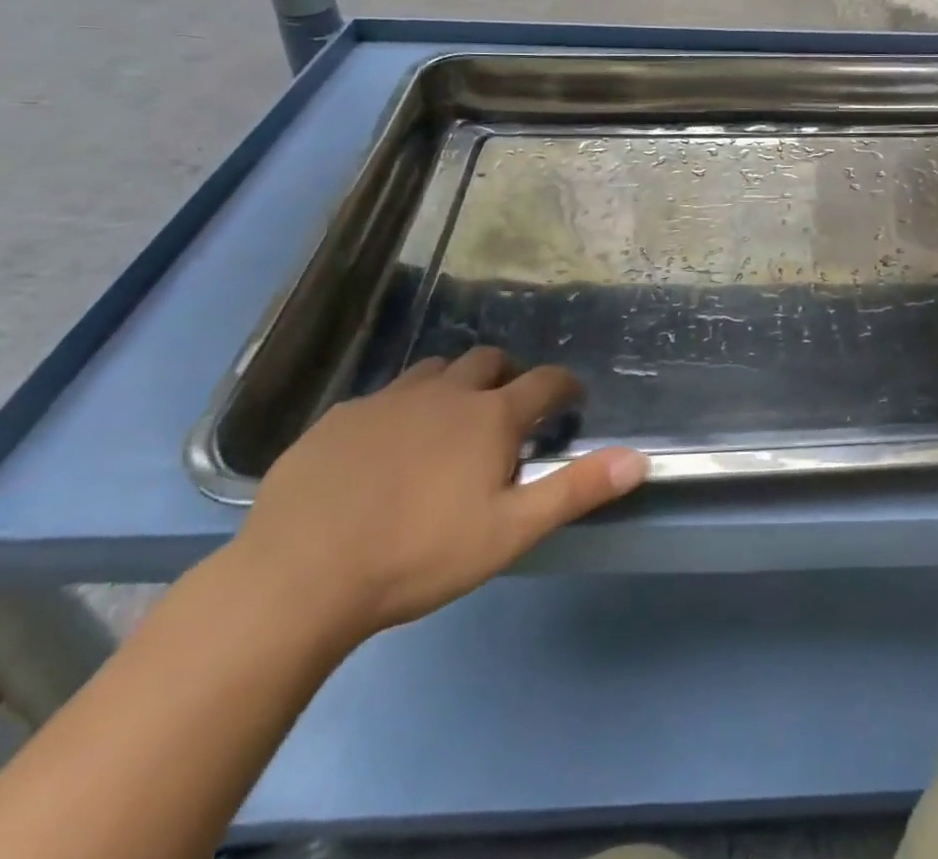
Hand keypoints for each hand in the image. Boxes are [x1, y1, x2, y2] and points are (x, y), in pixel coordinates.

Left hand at [231, 348, 648, 645]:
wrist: (298, 576)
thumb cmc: (418, 556)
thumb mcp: (509, 532)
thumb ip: (575, 490)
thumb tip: (639, 459)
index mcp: (490, 416)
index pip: (545, 382)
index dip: (565, 387)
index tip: (572, 400)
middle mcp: (444, 392)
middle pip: (489, 361)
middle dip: (508, 376)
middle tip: (509, 410)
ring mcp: (387, 400)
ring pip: (434, 371)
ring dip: (454, 385)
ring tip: (450, 422)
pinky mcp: (340, 417)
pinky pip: (383, 398)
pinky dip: (401, 410)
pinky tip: (386, 449)